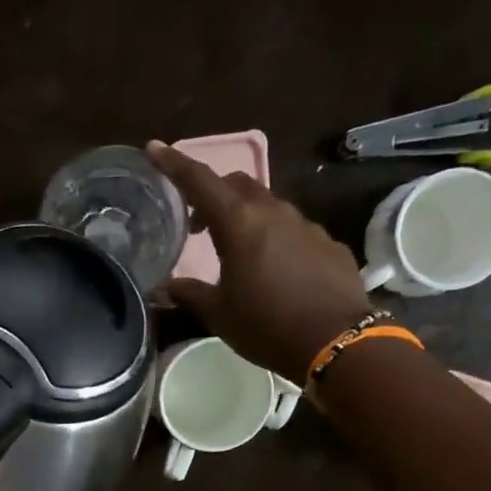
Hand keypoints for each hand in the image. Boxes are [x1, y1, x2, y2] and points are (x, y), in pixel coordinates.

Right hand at [146, 140, 373, 376]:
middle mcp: (273, 213)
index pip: (200, 181)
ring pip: (267, 205)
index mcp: (239, 225)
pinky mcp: (326, 243)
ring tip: (232, 250)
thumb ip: (190, 293)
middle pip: (237, 185)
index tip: (155, 149)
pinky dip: (272, 237)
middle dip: (212, 193)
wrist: (335, 341)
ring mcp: (305, 225)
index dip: (174, 164)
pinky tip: (270, 269)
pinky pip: (292, 230)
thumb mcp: (218, 314)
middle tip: (195, 223)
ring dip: (244, 216)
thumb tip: (166, 286)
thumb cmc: (266, 326)